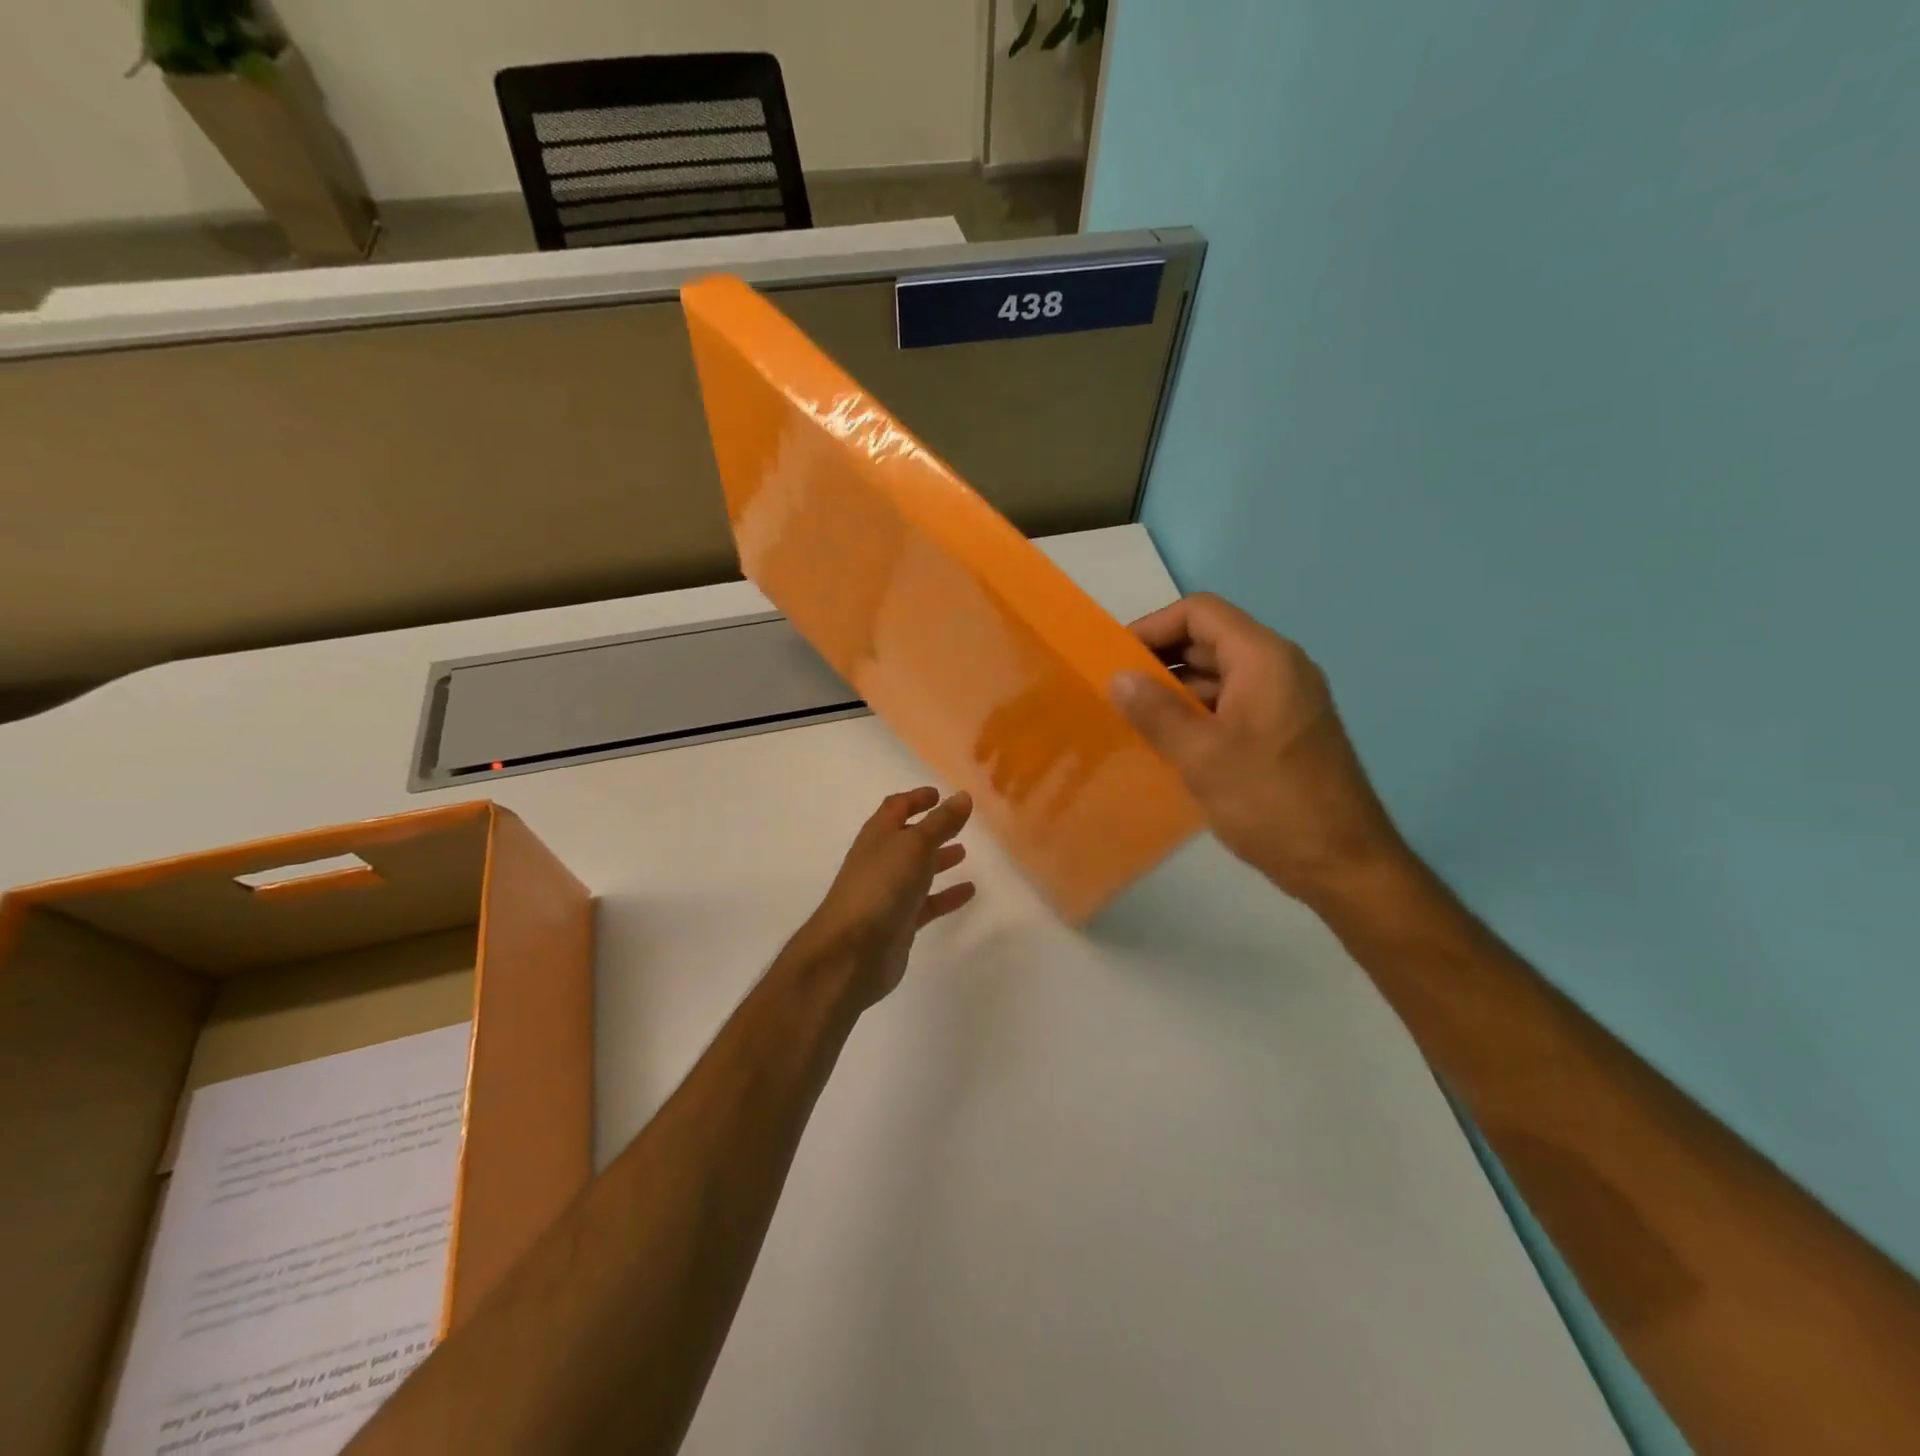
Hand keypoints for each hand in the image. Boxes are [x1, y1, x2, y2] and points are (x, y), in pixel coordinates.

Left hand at [787, 788, 975, 1008]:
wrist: (852, 951)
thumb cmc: (881, 886)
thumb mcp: (914, 846)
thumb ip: (940, 822)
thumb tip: (963, 796)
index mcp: (878, 836)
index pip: (896, 808)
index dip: (916, 798)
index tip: (939, 794)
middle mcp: (881, 861)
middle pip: (908, 838)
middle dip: (931, 829)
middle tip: (959, 822)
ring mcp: (888, 893)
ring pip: (917, 871)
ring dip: (938, 860)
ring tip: (964, 852)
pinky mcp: (899, 922)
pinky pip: (927, 903)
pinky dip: (946, 896)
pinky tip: (969, 891)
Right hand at [1109, 593, 1405, 904]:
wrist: (1343, 864)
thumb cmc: (1270, 802)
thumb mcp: (1202, 756)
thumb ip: (1156, 712)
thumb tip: (1117, 677)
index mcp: (1264, 659)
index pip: (1200, 613)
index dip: (1153, 626)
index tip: (1114, 658)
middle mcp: (1279, 668)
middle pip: (1210, 640)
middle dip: (1160, 660)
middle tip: (1116, 692)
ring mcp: (1285, 700)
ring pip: (1219, 675)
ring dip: (1176, 690)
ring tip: (1133, 719)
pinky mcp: (1284, 730)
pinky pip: (1232, 704)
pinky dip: (1198, 713)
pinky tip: (1169, 743)